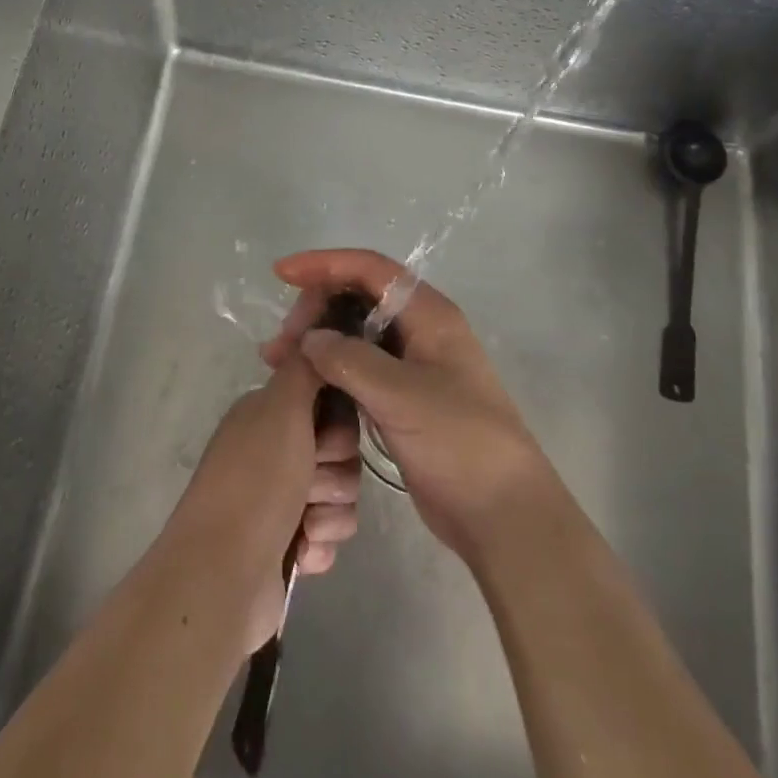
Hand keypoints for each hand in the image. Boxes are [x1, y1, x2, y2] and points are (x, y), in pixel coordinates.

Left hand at [165, 355, 362, 655]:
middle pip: (341, 452)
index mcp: (268, 416)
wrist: (222, 574)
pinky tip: (300, 551)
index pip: (329, 405)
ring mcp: (279, 500)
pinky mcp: (287, 544)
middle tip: (310, 485)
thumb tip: (316, 334)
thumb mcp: (281, 408)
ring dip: (330, 512)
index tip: (325, 439)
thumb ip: (304, 369)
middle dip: (335, 473)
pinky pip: (329, 534)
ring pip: (340, 495)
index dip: (338, 425)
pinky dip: (320, 544)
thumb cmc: (255, 482)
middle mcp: (273, 452)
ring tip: (304, 526)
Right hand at [264, 249, 554, 563]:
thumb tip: (310, 339)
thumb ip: (351, 360)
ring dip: (318, 340)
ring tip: (276, 362)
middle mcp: (420, 331)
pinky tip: (302, 383)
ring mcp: (411, 366)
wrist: (501, 513)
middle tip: (281, 344)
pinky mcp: (401, 399)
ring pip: (355, 334)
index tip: (282, 274)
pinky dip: (328, 369)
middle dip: (316, 309)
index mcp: (429, 315)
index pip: (370, 270)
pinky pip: (357, 368)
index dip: (325, 265)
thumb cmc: (459, 443)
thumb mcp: (402, 396)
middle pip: (358, 298)